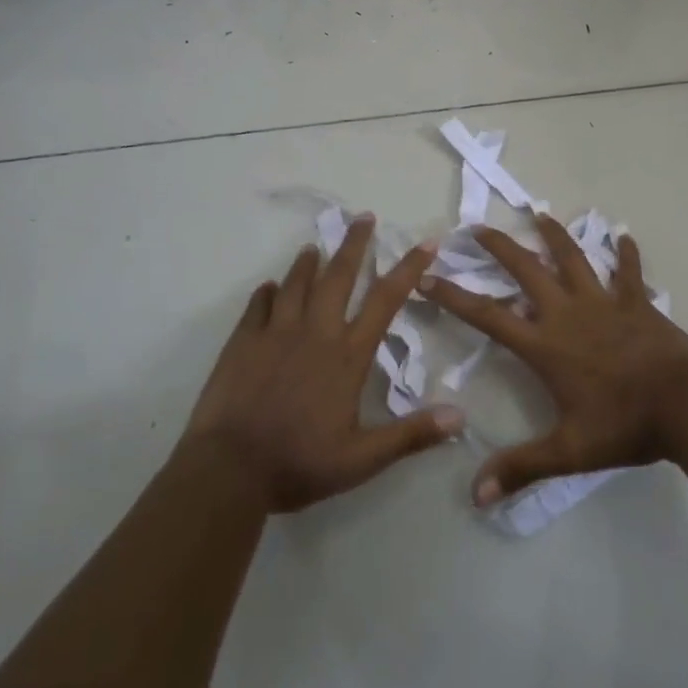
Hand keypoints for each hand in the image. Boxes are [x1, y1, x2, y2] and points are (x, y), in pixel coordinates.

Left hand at [182, 216, 463, 512]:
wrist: (229, 469)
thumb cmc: (299, 463)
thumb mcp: (362, 459)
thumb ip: (410, 435)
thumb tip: (459, 417)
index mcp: (347, 355)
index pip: (385, 300)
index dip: (408, 268)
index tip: (425, 242)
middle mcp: (315, 332)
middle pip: (338, 276)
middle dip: (354, 244)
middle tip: (363, 217)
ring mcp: (276, 332)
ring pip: (296, 283)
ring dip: (308, 262)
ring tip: (315, 246)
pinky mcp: (243, 341)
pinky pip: (258, 305)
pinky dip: (267, 293)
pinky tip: (270, 288)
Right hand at [418, 215, 687, 505]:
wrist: (685, 404)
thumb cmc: (624, 425)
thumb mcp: (569, 452)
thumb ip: (522, 468)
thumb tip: (475, 495)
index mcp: (546, 344)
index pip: (488, 316)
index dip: (454, 297)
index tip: (428, 277)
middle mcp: (568, 313)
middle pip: (526, 271)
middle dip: (499, 248)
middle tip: (477, 228)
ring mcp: (604, 302)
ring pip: (573, 258)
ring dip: (554, 235)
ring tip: (539, 214)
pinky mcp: (636, 302)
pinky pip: (629, 272)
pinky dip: (627, 254)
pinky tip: (625, 236)